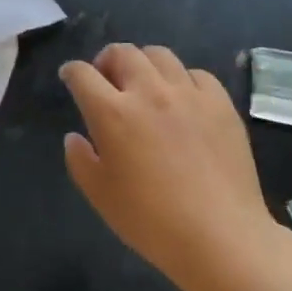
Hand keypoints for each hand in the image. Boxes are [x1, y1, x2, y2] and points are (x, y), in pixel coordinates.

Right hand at [60, 43, 278, 289]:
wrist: (221, 238)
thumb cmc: (151, 221)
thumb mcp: (100, 195)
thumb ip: (79, 160)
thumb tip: (75, 137)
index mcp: (112, 112)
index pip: (82, 73)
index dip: (71, 72)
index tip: (70, 78)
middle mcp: (148, 92)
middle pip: (122, 52)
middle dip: (107, 60)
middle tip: (107, 80)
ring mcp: (188, 94)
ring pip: (159, 54)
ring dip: (144, 63)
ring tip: (145, 84)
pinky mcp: (221, 104)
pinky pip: (197, 74)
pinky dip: (182, 80)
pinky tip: (183, 100)